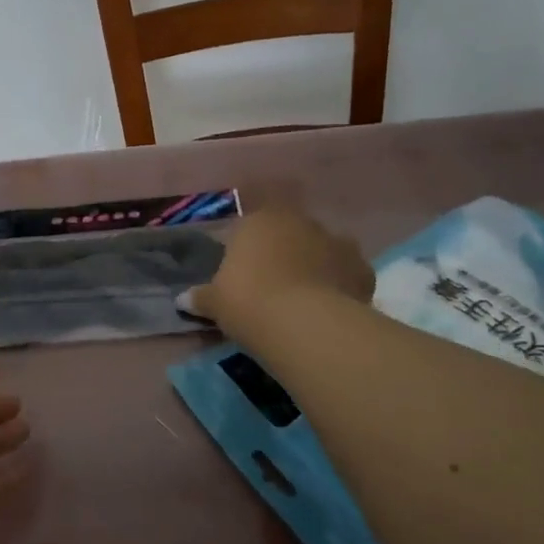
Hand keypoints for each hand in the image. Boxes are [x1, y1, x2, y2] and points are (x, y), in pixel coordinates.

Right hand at [185, 207, 373, 339]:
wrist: (303, 323)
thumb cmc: (248, 300)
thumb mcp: (215, 302)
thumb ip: (200, 297)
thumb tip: (182, 301)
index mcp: (260, 220)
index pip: (249, 227)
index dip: (246, 251)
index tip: (242, 277)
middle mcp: (300, 221)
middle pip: (289, 234)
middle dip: (283, 254)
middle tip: (272, 287)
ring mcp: (336, 241)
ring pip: (322, 250)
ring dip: (315, 266)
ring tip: (304, 298)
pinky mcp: (361, 268)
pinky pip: (347, 274)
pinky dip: (341, 285)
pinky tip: (332, 307)